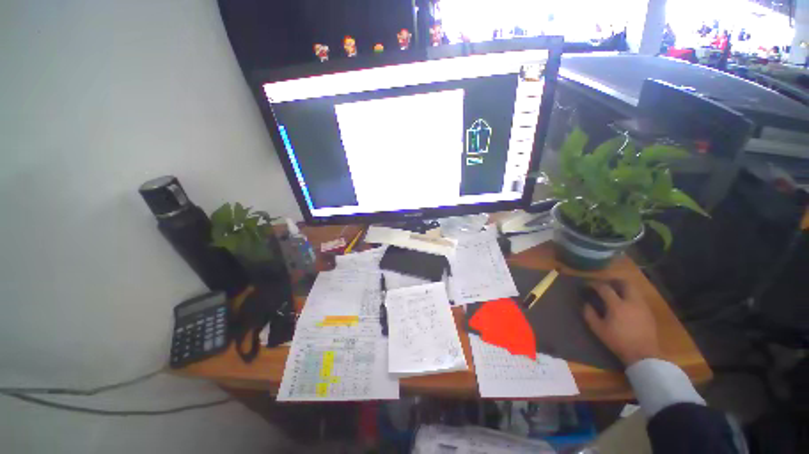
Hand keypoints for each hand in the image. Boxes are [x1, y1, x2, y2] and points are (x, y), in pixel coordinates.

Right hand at [582, 280, 660, 366]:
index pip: (605, 288)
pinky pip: (639, 298)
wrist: (643, 355)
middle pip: (625, 283)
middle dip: (614, 281)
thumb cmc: (618, 341)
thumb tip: (586, 304)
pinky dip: (631, 297)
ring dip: (624, 288)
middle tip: (606, 284)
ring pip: (634, 290)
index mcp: (617, 305)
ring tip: (616, 293)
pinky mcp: (649, 313)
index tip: (588, 285)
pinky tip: (626, 304)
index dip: (595, 284)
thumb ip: (590, 314)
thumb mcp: (598, 329)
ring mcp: (642, 306)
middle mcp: (631, 302)